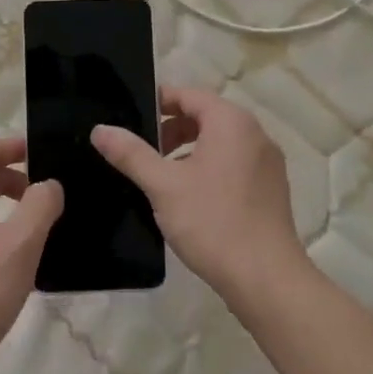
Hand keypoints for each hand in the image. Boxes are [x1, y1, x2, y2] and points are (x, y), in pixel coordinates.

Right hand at [91, 86, 309, 310]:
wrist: (266, 278)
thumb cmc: (212, 222)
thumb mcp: (163, 185)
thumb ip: (131, 153)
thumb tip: (100, 129)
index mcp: (231, 122)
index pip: (189, 95)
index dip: (158, 101)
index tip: (131, 117)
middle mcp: (255, 133)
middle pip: (205, 116)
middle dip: (171, 128)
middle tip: (141, 150)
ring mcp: (267, 162)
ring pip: (220, 141)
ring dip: (189, 150)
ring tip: (161, 175)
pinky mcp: (271, 187)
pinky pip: (234, 163)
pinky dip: (209, 167)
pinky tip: (189, 197)